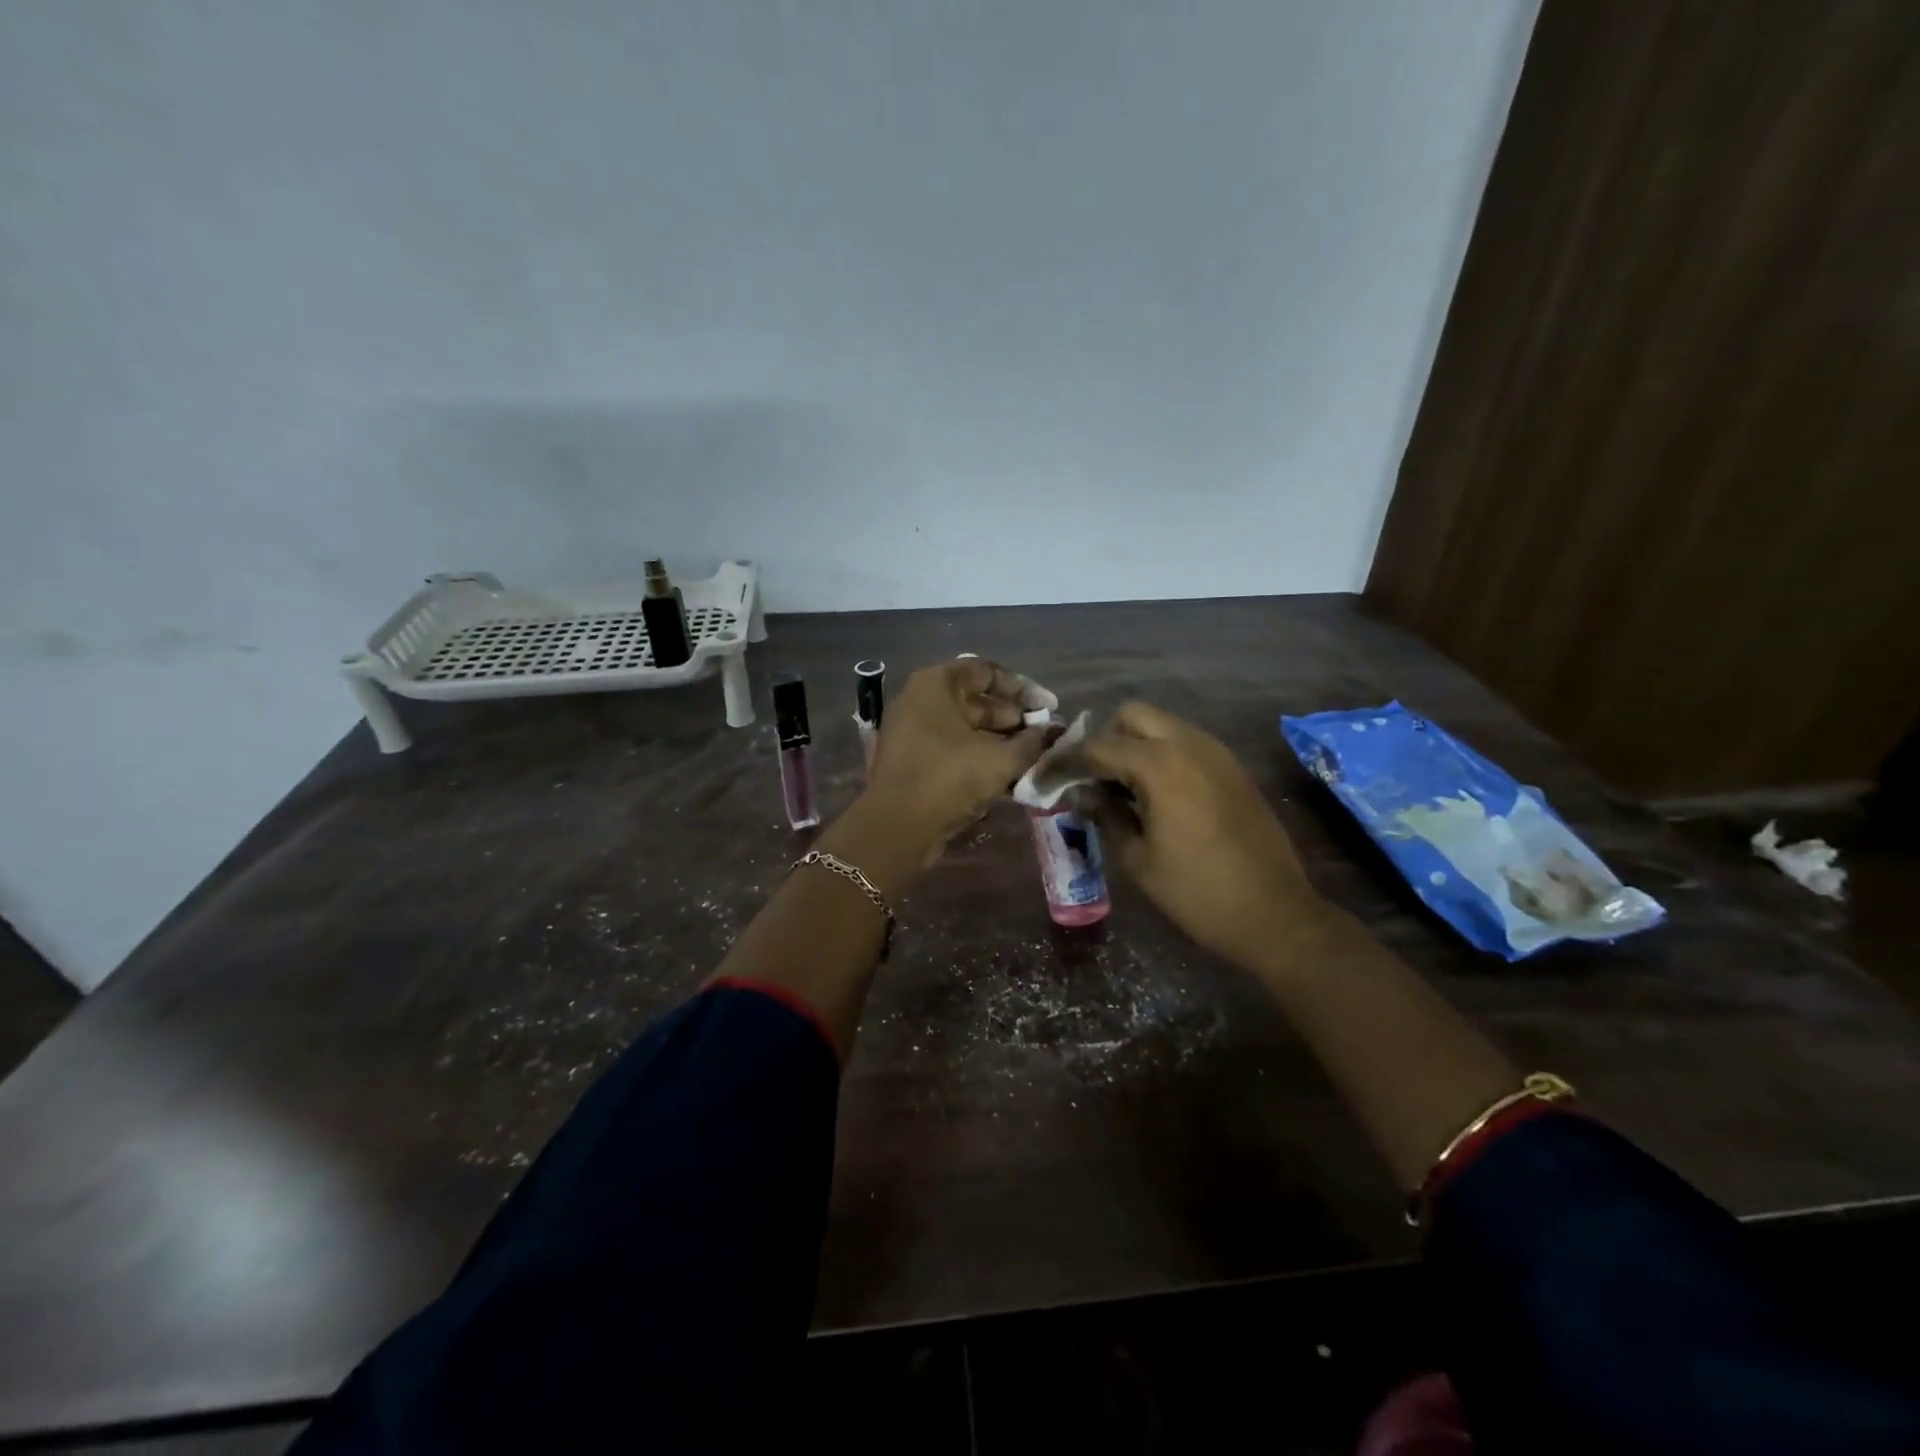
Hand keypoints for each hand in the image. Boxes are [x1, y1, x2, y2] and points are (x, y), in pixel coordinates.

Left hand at [861, 658, 1049, 851]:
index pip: (985, 671)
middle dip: (1013, 718)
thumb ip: (1033, 742)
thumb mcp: (1001, 758)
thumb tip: (1053, 732)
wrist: (897, 827)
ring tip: (1032, 758)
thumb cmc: (950, 777)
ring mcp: (912, 733)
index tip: (1048, 708)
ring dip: (999, 742)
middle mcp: (920, 702)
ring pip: (965, 730)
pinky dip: (979, 759)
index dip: (1022, 687)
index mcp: (936, 685)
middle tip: (1043, 737)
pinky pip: (952, 751)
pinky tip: (1009, 778)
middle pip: (975, 701)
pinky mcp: (912, 764)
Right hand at [1082, 701, 1317, 967]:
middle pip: (1133, 715)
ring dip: (1135, 744)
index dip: (1065, 762)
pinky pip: (1186, 742)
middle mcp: (1189, 744)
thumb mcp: (1138, 858)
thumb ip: (1105, 815)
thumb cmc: (1197, 892)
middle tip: (1091, 776)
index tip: (1045, 779)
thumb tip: (1081, 793)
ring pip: (1162, 725)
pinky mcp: (1232, 768)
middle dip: (1105, 738)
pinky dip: (1162, 754)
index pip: (1098, 747)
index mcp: (1161, 765)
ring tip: (1120, 786)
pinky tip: (1155, 793)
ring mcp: (1216, 752)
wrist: (1274, 913)